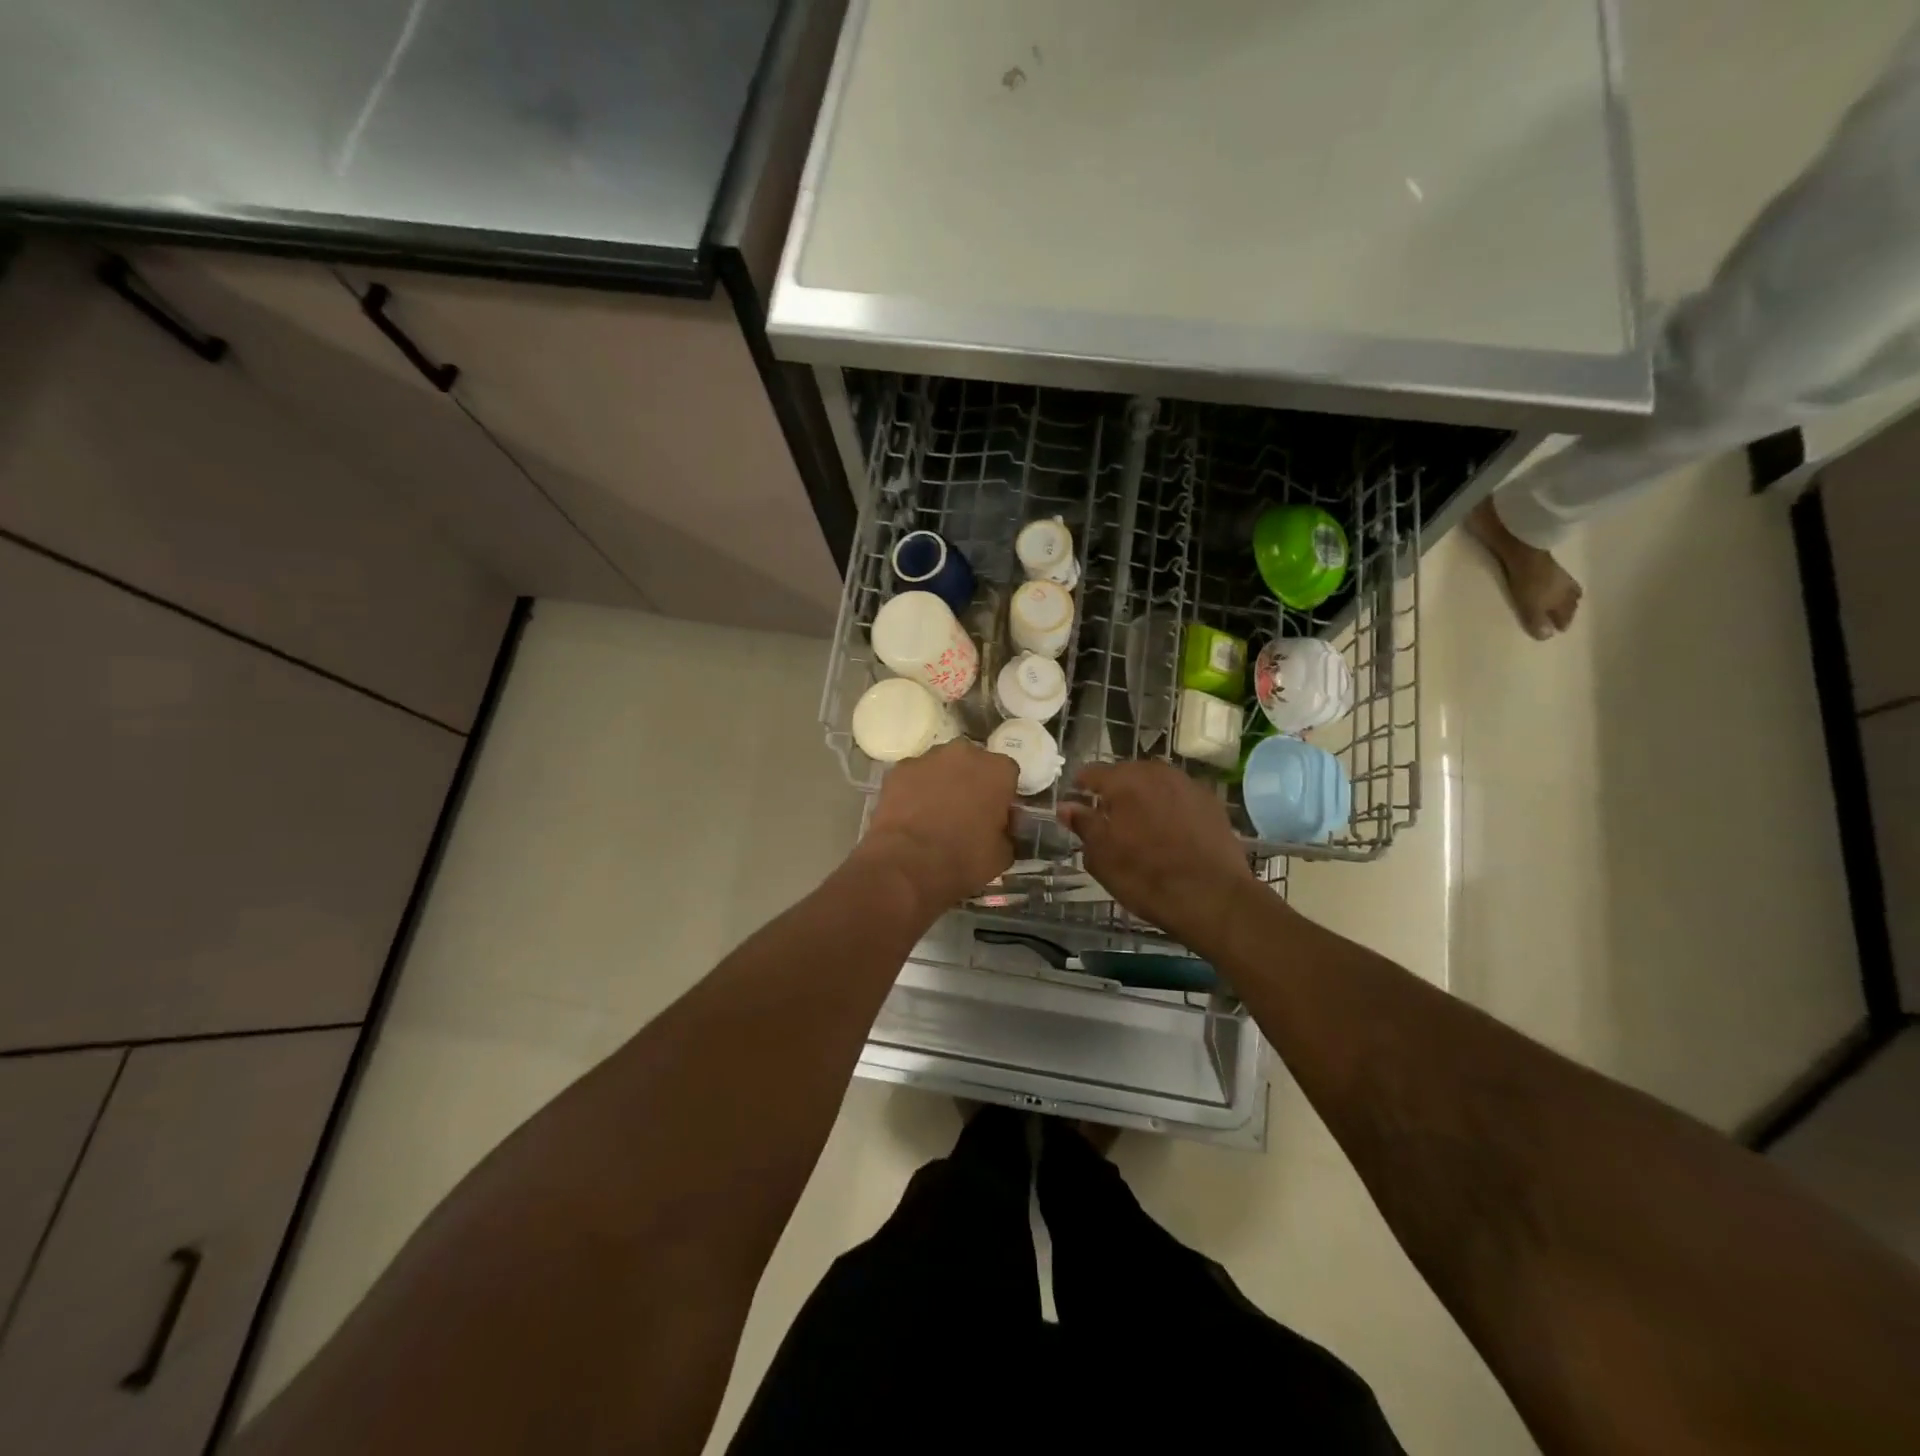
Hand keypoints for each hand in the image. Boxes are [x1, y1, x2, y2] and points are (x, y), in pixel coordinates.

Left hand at [855, 741, 1018, 920]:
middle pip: (973, 763)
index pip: (1008, 775)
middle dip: (971, 781)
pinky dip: (913, 790)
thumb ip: (1007, 832)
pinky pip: (913, 777)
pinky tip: (910, 815)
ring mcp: (928, 758)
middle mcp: (966, 753)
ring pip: (941, 766)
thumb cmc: (963, 859)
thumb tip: (1001, 829)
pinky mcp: (899, 769)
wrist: (907, 864)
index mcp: (998, 770)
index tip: (995, 815)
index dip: (1001, 795)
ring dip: (941, 782)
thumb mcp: (1001, 855)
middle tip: (965, 812)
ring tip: (934, 814)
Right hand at [1058, 761, 1258, 941]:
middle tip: (1108, 818)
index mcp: (1124, 781)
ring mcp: (1188, 785)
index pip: (1092, 772)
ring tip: (1139, 824)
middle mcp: (1156, 773)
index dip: (1081, 786)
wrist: (1213, 897)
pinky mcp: (1211, 802)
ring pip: (1155, 783)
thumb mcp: (1102, 857)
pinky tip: (1169, 831)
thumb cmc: (1146, 877)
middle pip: (1126, 773)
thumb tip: (1066, 805)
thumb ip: (1083, 824)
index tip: (1077, 802)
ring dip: (1144, 797)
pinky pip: (1179, 797)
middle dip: (1115, 791)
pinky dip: (1169, 807)